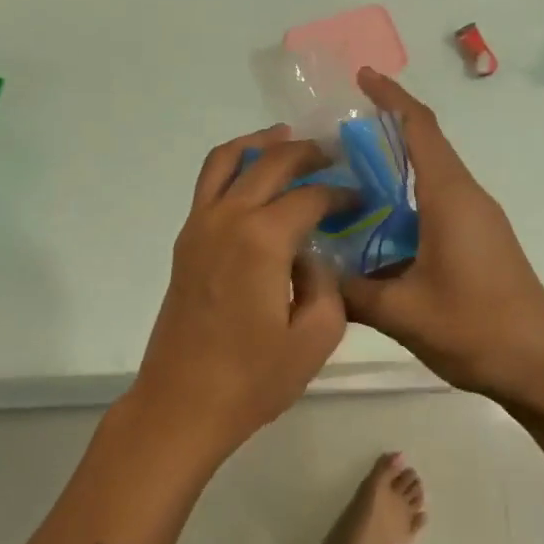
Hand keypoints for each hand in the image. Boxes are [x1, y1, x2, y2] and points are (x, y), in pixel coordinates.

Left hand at [125, 126, 349, 462]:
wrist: (181, 404)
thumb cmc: (252, 379)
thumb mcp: (315, 337)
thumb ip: (326, 283)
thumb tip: (315, 254)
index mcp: (262, 238)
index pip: (311, 196)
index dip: (342, 194)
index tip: (362, 201)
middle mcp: (227, 218)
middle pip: (270, 162)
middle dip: (307, 153)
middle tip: (334, 156)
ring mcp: (199, 226)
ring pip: (227, 160)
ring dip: (260, 144)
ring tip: (288, 139)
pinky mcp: (185, 241)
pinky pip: (208, 184)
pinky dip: (233, 167)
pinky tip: (255, 180)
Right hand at [340, 69, 543, 405]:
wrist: (542, 368)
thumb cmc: (476, 329)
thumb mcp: (401, 312)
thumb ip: (350, 291)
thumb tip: (310, 272)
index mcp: (450, 197)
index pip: (420, 127)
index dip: (391, 97)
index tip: (361, 76)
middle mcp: (465, 198)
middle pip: (422, 148)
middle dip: (380, 135)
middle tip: (328, 142)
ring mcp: (475, 221)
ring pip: (426, 181)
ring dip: (389, 175)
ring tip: (339, 184)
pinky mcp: (478, 243)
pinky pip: (433, 208)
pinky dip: (400, 207)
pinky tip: (370, 232)